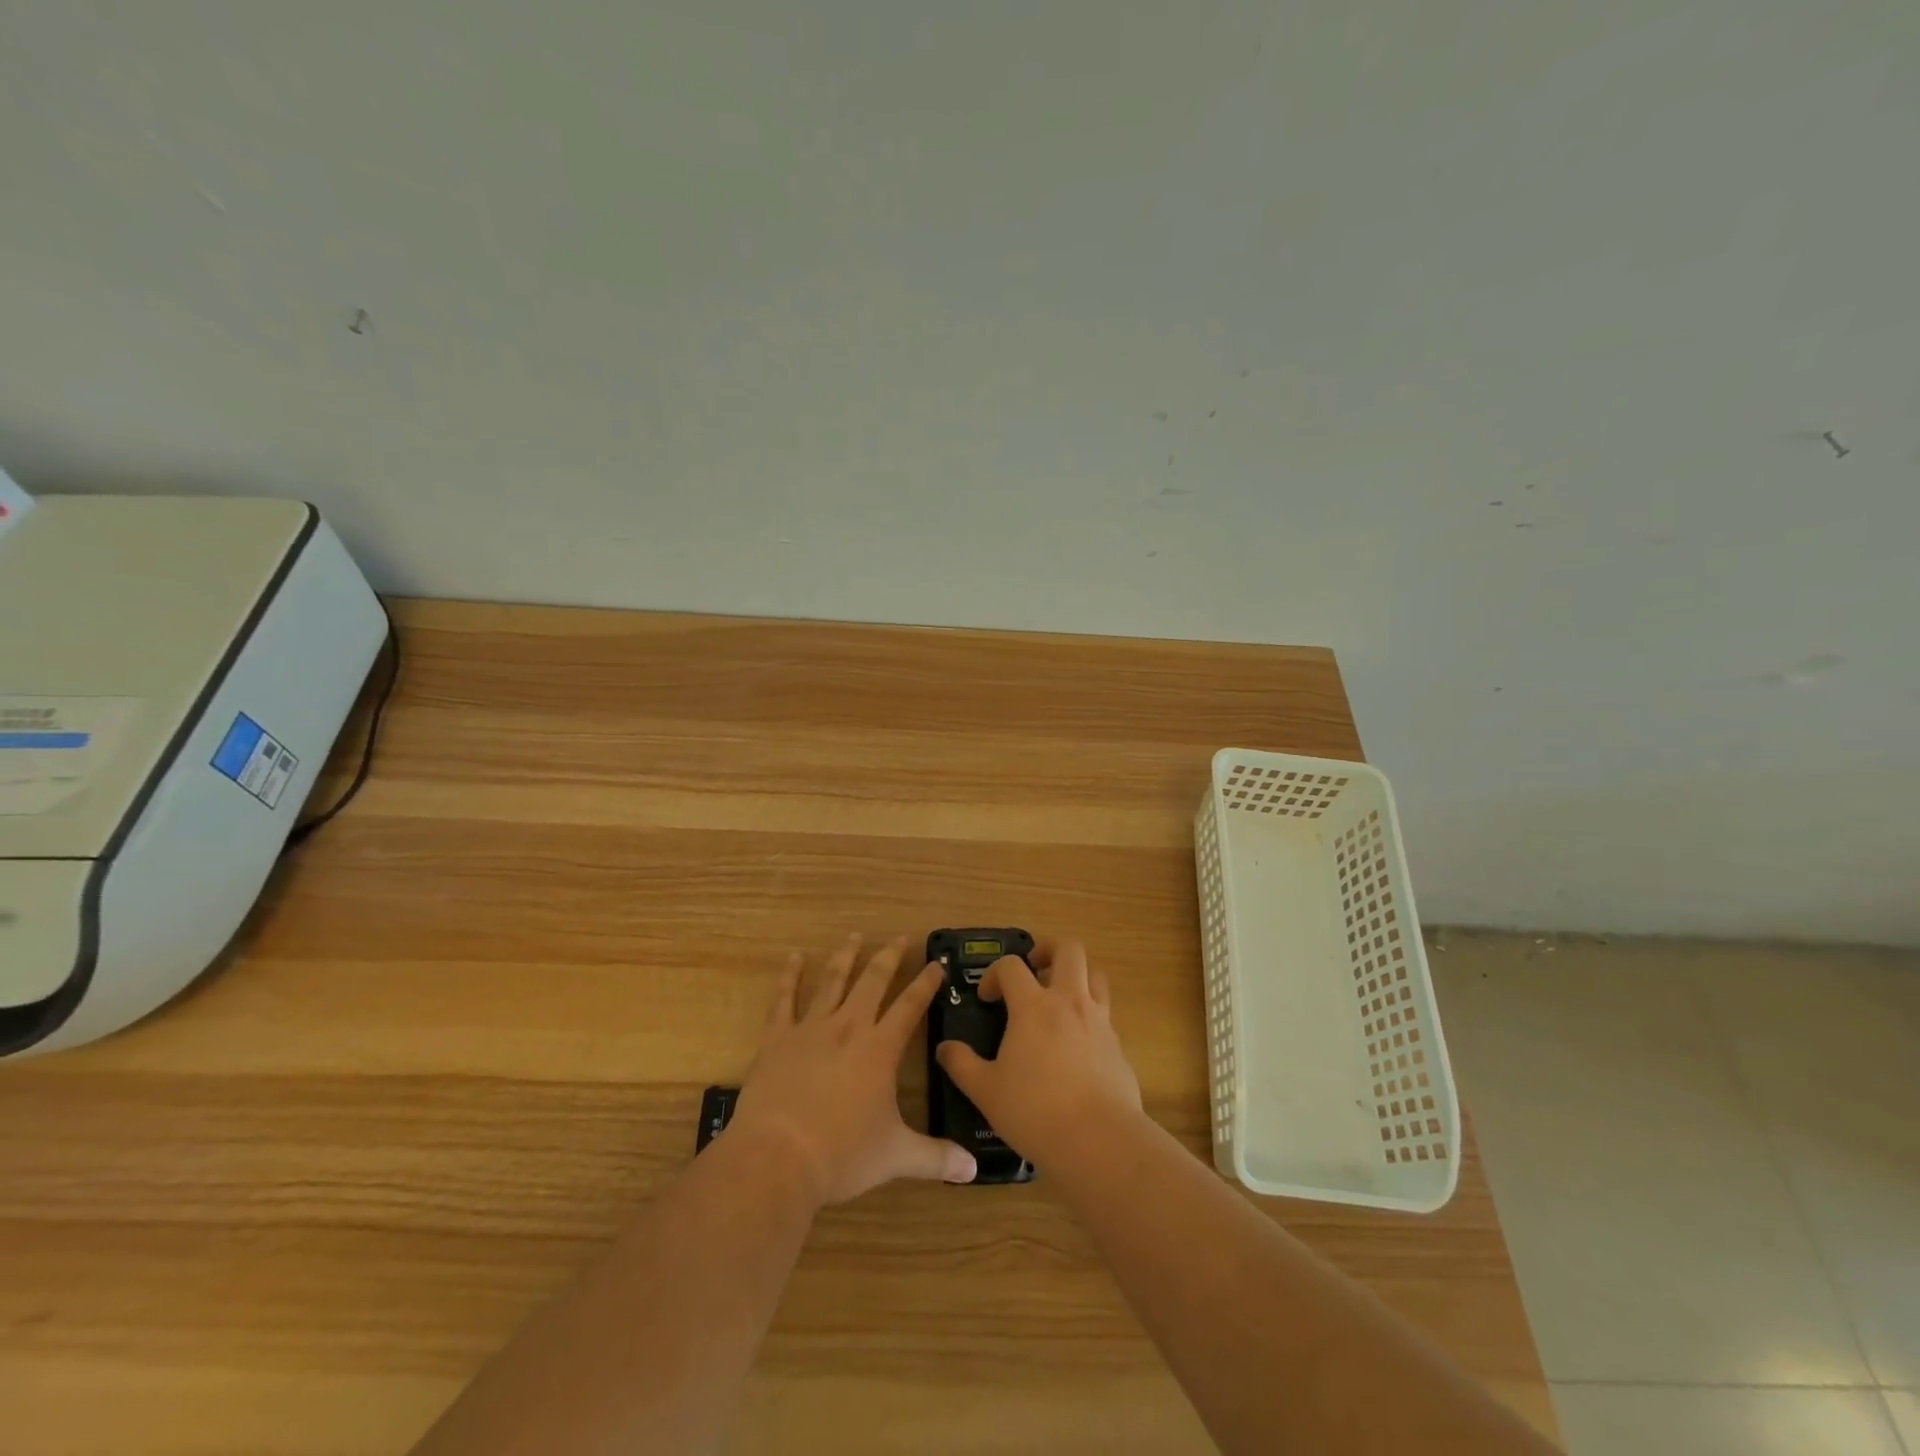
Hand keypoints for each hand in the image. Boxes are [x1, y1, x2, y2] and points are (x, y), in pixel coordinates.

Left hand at [727, 934, 976, 1207]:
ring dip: (846, 957)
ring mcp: (810, 1029)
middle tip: (899, 937)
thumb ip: (936, 1158)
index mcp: (880, 1049)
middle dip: (889, 957)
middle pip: (873, 981)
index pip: (910, 1007)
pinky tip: (794, 957)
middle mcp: (849, 1028)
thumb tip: (974, 1171)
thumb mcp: (896, 1157)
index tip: (937, 962)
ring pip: (832, 981)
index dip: (926, 983)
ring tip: (853, 936)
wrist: (778, 1158)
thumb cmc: (842, 1156)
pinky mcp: (777, 1039)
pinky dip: (789, 976)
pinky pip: (783, 999)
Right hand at [934, 939, 1142, 1160]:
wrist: (1099, 1140)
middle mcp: (1070, 1002)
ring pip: (1096, 976)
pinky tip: (1078, 1047)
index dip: (994, 974)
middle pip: (1069, 949)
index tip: (987, 998)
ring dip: (1078, 977)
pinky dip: (1091, 1018)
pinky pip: (1106, 1016)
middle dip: (1049, 949)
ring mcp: (1100, 1021)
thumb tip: (945, 1048)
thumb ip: (962, 1065)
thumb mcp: (986, 1091)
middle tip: (1035, 967)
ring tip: (1061, 998)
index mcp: (1033, 1006)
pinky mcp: (1119, 1046)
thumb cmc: (1035, 1111)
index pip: (1011, 966)